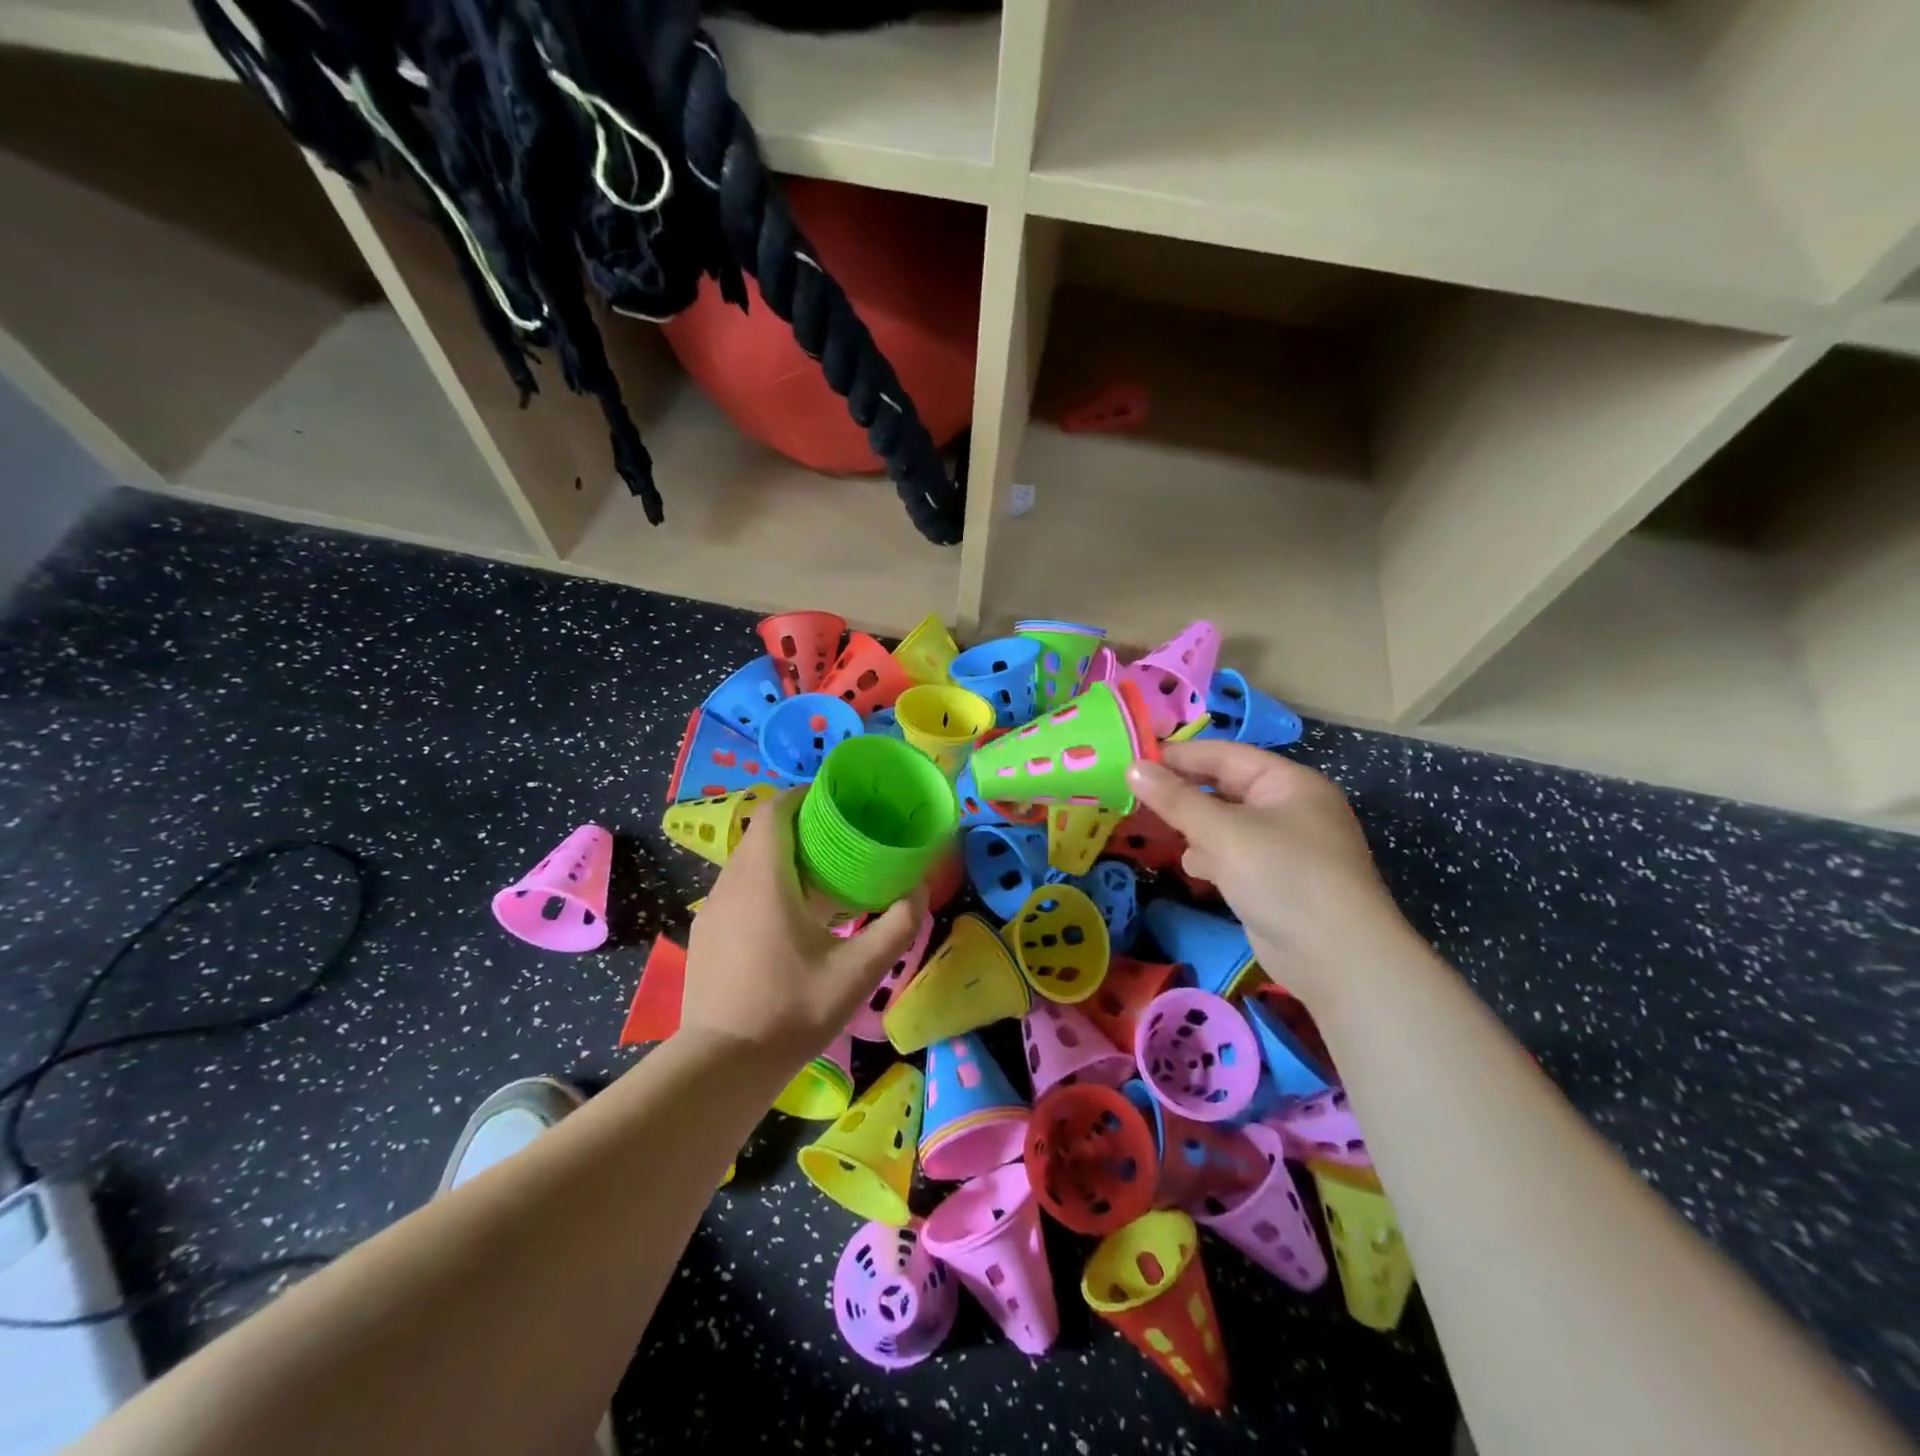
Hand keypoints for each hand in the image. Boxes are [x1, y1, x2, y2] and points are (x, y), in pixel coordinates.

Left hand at [683, 789, 925, 1073]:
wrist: (722, 1066)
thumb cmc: (792, 1010)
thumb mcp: (858, 972)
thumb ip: (897, 925)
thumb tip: (919, 890)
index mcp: (763, 878)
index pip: (774, 810)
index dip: (802, 796)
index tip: (835, 802)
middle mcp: (730, 883)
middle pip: (762, 834)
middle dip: (799, 827)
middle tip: (840, 841)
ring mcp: (711, 910)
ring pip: (747, 863)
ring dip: (781, 858)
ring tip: (820, 879)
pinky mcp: (704, 935)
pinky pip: (736, 890)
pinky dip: (763, 885)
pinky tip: (789, 919)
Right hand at [1126, 740, 1417, 1012]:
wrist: (1336, 958)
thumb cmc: (1283, 876)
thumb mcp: (1223, 832)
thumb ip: (1176, 799)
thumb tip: (1133, 768)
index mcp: (1288, 783)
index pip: (1225, 755)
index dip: (1180, 755)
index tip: (1135, 761)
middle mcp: (1288, 808)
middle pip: (1224, 788)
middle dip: (1185, 796)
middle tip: (1138, 799)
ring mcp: (1284, 846)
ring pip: (1225, 823)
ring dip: (1196, 829)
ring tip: (1166, 836)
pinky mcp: (1275, 879)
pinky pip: (1234, 854)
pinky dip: (1212, 858)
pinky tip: (1198, 871)